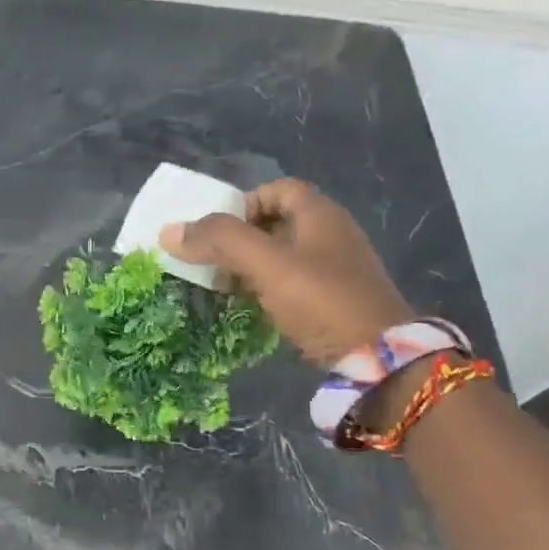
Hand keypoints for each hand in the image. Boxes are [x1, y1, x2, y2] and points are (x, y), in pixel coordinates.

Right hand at [160, 178, 413, 365]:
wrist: (380, 359)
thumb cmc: (322, 300)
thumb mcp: (267, 264)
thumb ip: (220, 241)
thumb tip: (168, 231)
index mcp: (320, 214)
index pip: (276, 189)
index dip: (243, 204)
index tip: (219, 234)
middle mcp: (331, 234)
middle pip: (277, 223)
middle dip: (240, 240)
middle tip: (213, 264)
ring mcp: (337, 270)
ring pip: (283, 257)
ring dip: (251, 269)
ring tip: (225, 290)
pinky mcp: (337, 301)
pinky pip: (294, 285)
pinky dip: (269, 291)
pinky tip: (253, 310)